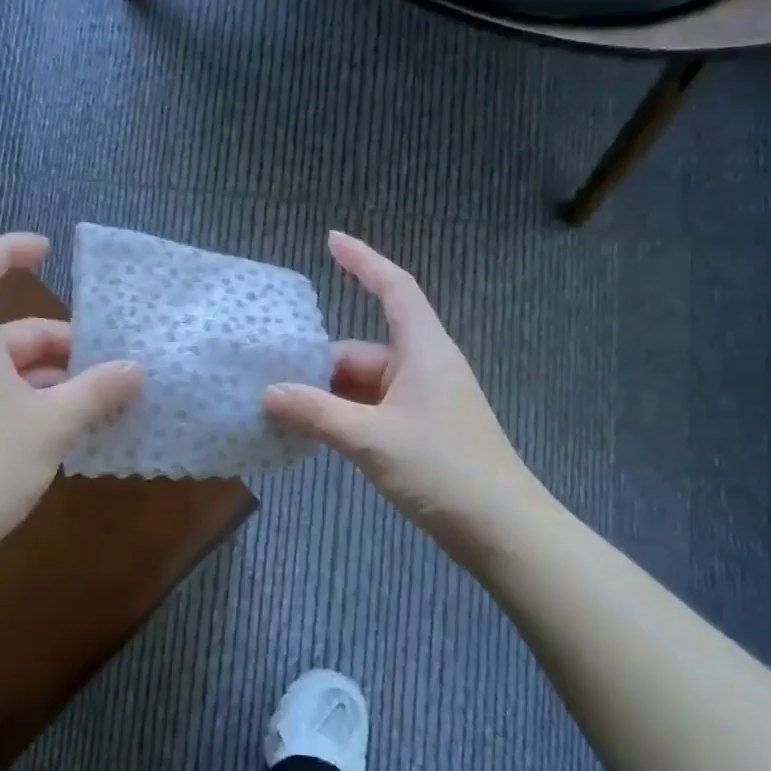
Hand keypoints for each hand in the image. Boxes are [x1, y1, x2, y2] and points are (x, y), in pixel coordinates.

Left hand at [0, 233, 142, 550]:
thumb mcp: (53, 424)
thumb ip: (97, 391)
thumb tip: (136, 369)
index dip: (8, 250)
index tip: (48, 253)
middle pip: (10, 330)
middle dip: (62, 343)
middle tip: (110, 368)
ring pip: (9, 369)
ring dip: (54, 378)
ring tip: (99, 403)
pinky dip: (35, 402)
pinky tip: (66, 432)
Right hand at [264, 232, 542, 565]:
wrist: (501, 530)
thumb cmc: (443, 469)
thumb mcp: (372, 439)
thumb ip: (317, 414)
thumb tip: (269, 393)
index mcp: (424, 351)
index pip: (394, 289)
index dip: (363, 261)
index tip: (330, 240)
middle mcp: (424, 368)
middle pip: (363, 349)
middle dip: (319, 363)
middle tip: (270, 377)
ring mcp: (423, 402)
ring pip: (364, 385)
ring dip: (328, 396)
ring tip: (281, 409)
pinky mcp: (420, 432)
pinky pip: (372, 411)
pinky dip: (343, 417)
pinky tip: (312, 433)